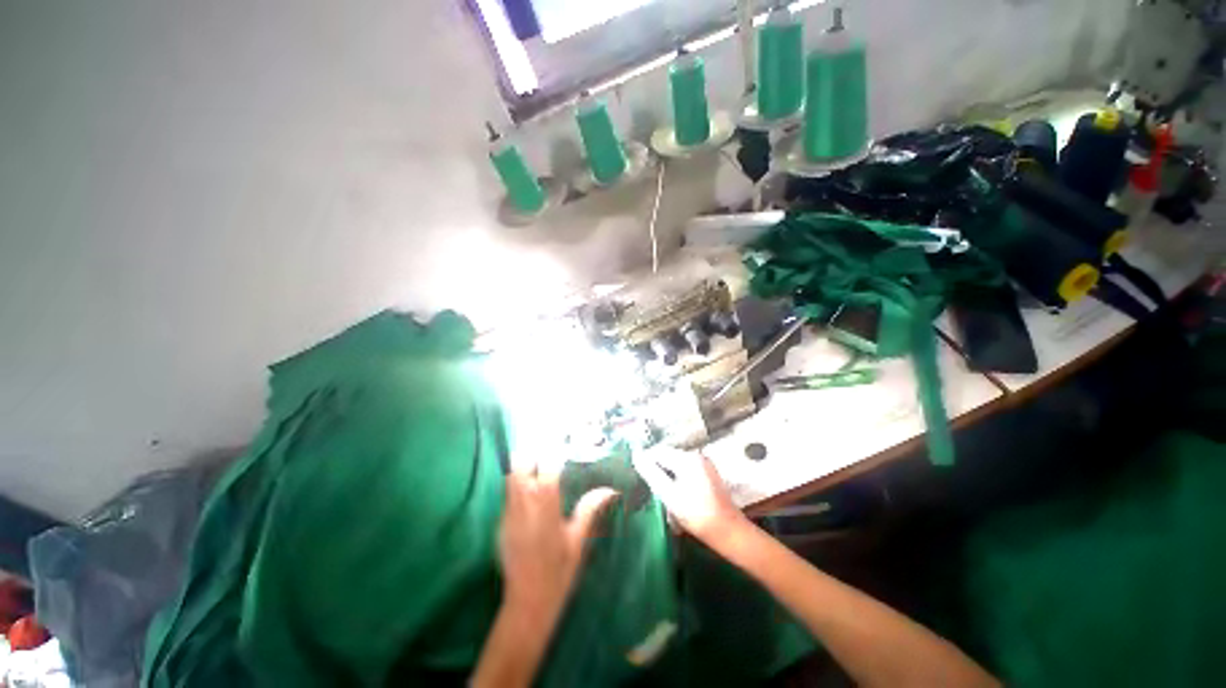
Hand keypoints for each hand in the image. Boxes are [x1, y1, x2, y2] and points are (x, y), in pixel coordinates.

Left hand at [498, 467, 618, 626]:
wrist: (528, 603)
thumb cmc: (559, 570)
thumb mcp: (579, 538)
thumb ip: (591, 508)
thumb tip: (611, 489)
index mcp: (545, 500)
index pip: (547, 462)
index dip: (555, 452)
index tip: (564, 450)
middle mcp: (524, 499)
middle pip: (521, 461)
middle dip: (534, 455)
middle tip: (549, 458)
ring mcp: (508, 511)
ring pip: (510, 475)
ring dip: (524, 468)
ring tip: (539, 472)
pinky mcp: (500, 522)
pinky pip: (507, 493)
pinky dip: (517, 486)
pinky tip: (530, 496)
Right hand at [632, 448, 749, 550]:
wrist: (730, 534)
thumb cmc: (698, 515)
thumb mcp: (669, 495)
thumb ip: (651, 473)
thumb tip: (636, 455)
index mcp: (688, 458)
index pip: (658, 451)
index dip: (646, 463)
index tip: (638, 479)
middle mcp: (697, 456)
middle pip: (668, 458)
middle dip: (658, 472)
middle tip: (651, 492)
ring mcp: (704, 465)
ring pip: (676, 467)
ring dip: (667, 479)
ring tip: (663, 498)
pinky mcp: (708, 476)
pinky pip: (686, 473)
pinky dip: (678, 482)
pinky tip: (677, 500)